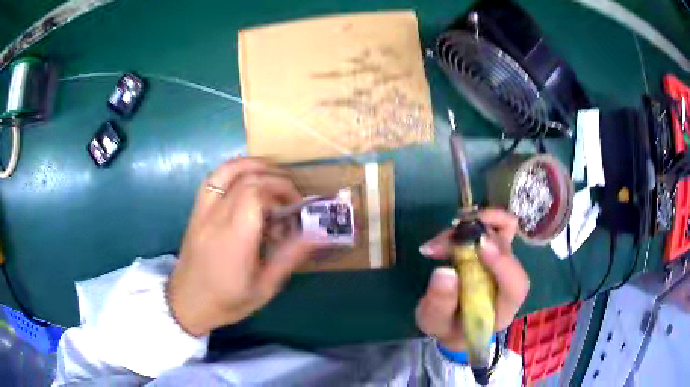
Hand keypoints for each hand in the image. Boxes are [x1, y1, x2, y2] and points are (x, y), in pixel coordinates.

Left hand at [167, 158, 318, 335]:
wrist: (187, 303)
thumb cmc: (228, 301)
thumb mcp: (265, 288)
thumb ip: (289, 257)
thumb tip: (317, 234)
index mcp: (234, 239)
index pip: (255, 194)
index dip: (280, 191)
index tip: (295, 206)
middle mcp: (216, 219)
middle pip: (245, 179)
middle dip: (274, 179)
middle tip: (289, 196)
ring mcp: (202, 212)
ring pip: (225, 171)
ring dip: (252, 166)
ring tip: (270, 176)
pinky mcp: (196, 212)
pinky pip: (212, 179)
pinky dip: (232, 171)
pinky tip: (245, 181)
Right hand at [415, 208, 529, 350]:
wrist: (451, 322)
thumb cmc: (447, 328)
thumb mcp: (436, 323)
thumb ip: (440, 304)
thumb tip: (444, 272)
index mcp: (503, 308)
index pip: (516, 285)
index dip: (503, 263)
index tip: (480, 246)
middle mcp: (509, 280)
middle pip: (507, 249)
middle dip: (478, 238)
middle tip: (445, 241)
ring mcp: (502, 262)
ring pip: (502, 230)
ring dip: (473, 226)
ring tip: (438, 242)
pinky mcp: (492, 250)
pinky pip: (491, 227)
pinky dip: (470, 225)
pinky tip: (445, 236)